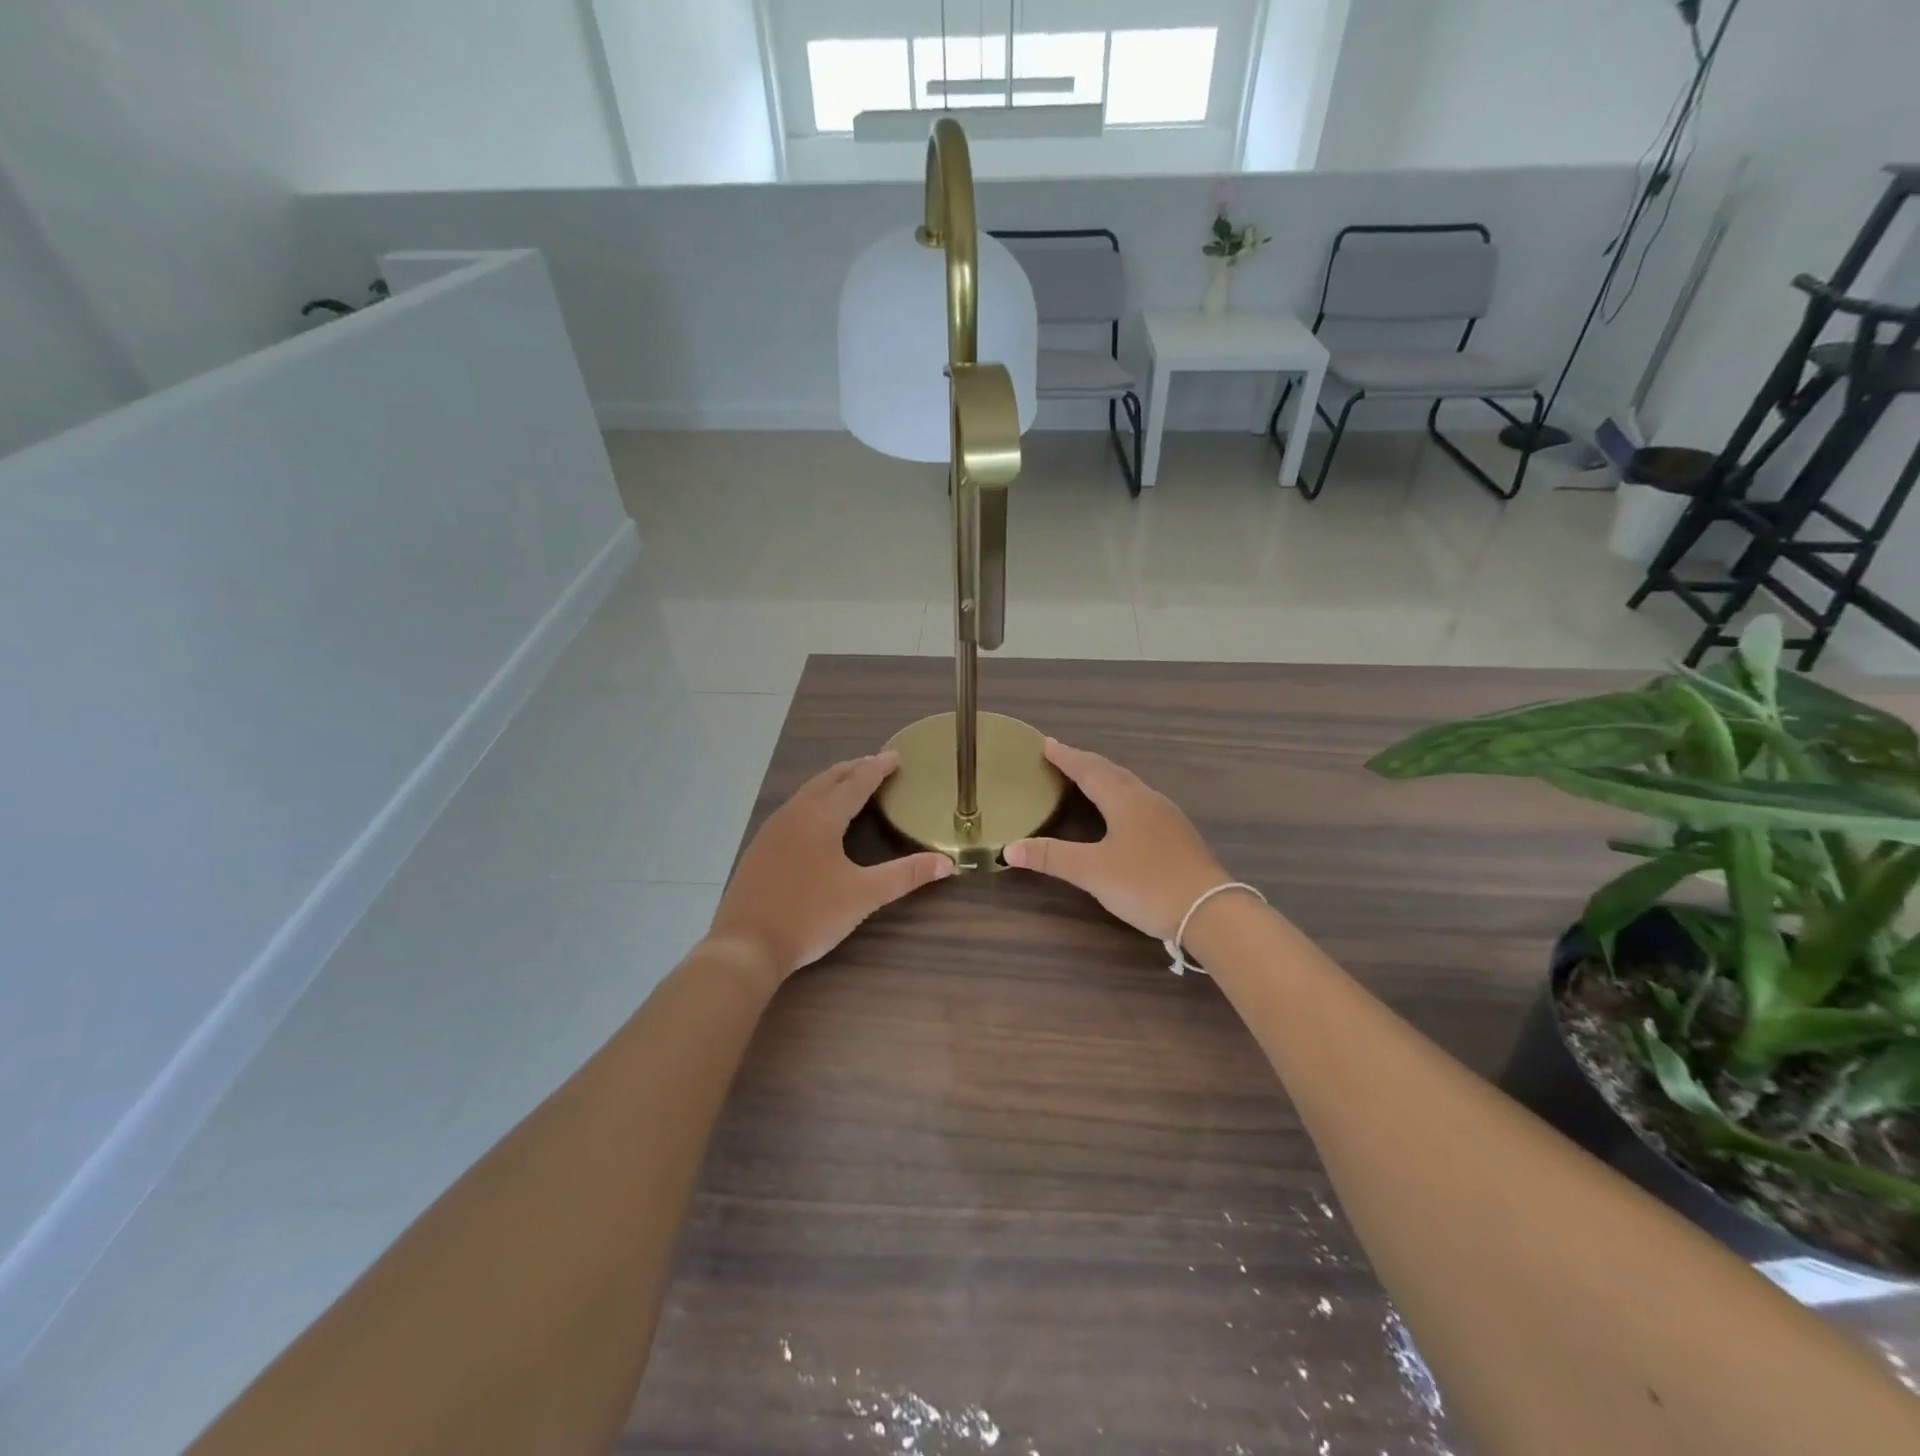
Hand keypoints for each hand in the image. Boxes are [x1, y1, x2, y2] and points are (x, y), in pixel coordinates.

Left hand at [706, 751, 953, 987]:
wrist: (745, 946)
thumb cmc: (810, 915)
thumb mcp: (864, 895)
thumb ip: (906, 875)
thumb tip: (947, 863)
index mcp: (821, 817)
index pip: (855, 782)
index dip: (877, 768)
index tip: (896, 756)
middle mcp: (795, 813)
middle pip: (828, 780)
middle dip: (854, 769)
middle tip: (876, 764)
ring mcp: (772, 830)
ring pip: (807, 793)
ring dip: (832, 783)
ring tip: (850, 784)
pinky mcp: (760, 848)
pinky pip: (793, 810)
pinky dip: (814, 801)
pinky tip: (816, 820)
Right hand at [1003, 738, 1228, 941]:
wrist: (1211, 912)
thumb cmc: (1147, 884)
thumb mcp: (1092, 871)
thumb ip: (1051, 857)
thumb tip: (1007, 848)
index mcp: (1125, 800)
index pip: (1089, 770)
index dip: (1065, 757)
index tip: (1045, 743)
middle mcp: (1147, 800)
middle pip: (1111, 772)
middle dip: (1084, 763)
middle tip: (1062, 757)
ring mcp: (1167, 817)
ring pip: (1130, 786)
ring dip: (1105, 778)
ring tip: (1087, 779)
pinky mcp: (1178, 836)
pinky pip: (1141, 802)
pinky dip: (1121, 796)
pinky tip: (1121, 812)